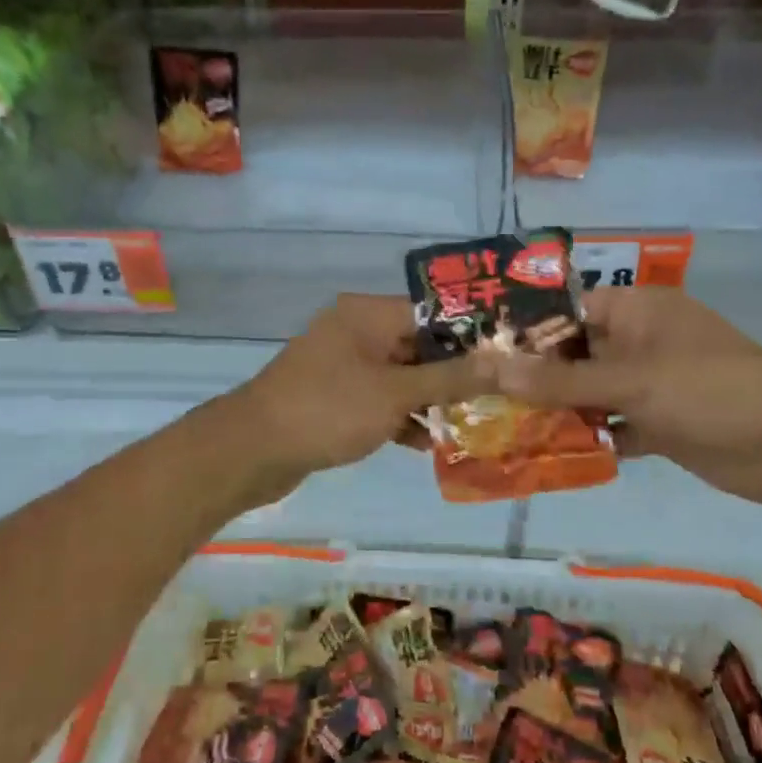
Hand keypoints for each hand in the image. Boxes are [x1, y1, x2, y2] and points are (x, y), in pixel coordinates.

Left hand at [237, 294, 497, 491]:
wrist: (252, 450)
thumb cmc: (328, 409)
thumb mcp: (396, 394)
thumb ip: (450, 378)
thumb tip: (504, 362)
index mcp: (368, 314)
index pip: (433, 312)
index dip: (472, 334)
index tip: (508, 358)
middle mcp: (356, 330)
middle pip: (419, 345)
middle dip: (454, 373)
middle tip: (497, 396)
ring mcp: (343, 364)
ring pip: (401, 375)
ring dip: (430, 399)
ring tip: (472, 422)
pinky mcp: (334, 395)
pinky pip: (379, 398)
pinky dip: (401, 415)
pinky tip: (428, 443)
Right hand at [491, 286, 761, 510]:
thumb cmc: (708, 390)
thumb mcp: (629, 381)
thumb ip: (558, 380)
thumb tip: (489, 369)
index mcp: (637, 311)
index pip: (567, 311)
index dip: (525, 330)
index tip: (480, 353)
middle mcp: (640, 340)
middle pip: (575, 354)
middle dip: (535, 376)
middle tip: (483, 396)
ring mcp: (651, 382)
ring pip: (591, 391)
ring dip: (558, 409)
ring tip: (504, 427)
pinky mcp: (660, 420)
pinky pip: (612, 423)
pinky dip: (588, 436)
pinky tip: (549, 453)